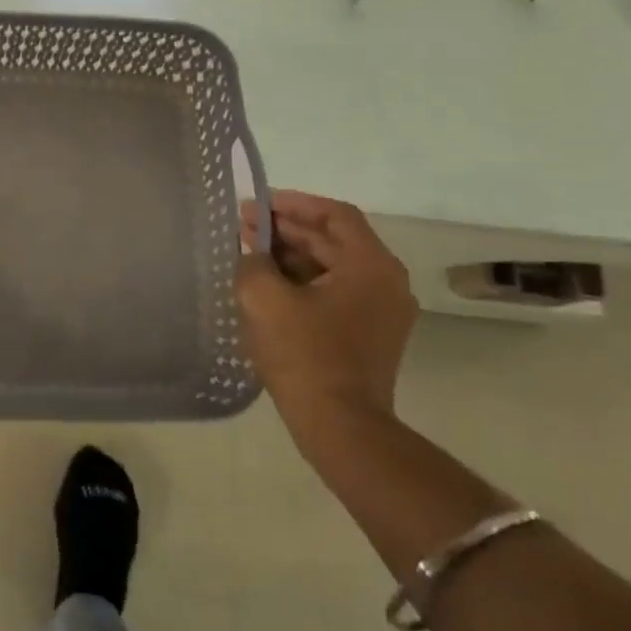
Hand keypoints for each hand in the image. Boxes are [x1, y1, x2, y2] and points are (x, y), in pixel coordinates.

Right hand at [236, 192, 416, 445]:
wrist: (340, 427)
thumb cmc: (304, 355)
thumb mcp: (264, 298)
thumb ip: (253, 261)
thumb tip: (253, 252)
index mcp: (371, 266)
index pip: (334, 215)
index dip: (293, 204)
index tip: (257, 204)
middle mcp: (387, 282)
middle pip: (334, 240)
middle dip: (287, 230)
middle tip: (244, 228)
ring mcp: (382, 312)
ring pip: (333, 267)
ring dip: (292, 257)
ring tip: (251, 256)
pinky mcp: (370, 335)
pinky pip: (335, 292)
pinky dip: (303, 282)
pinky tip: (269, 288)